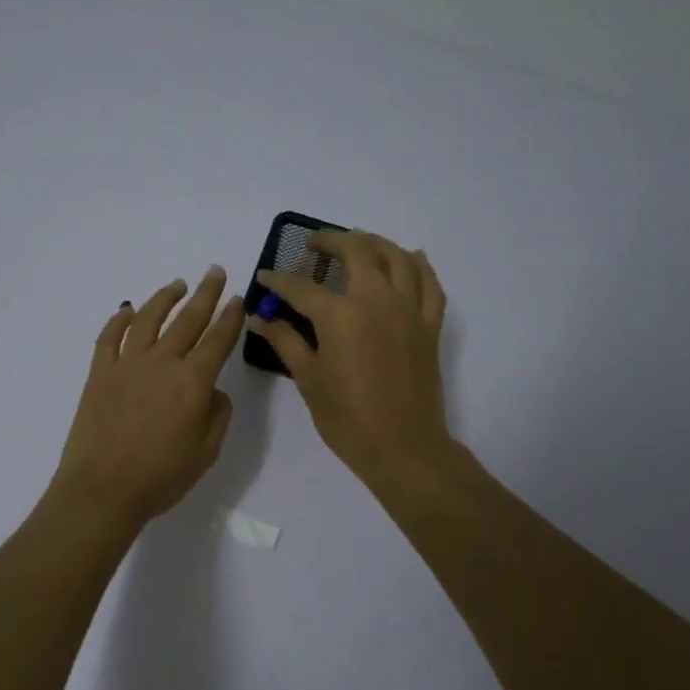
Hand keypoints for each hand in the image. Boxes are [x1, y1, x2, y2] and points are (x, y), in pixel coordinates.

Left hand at [52, 268, 247, 525]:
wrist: (102, 489)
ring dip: (165, 298)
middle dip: (205, 294)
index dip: (231, 317)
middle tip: (215, 272)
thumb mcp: (206, 452)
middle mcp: (162, 362)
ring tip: (177, 284)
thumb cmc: (161, 477)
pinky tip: (127, 310)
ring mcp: (127, 364)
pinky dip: (119, 320)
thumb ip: (216, 414)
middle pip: (188, 319)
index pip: (218, 339)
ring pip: (148, 319)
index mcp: (193, 382)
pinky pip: (109, 337)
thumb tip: (211, 389)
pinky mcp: (100, 373)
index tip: (239, 298)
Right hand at [248, 231, 452, 479]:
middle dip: (331, 242)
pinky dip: (419, 265)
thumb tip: (259, 319)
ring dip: (374, 243)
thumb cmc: (347, 418)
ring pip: (396, 257)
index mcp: (341, 315)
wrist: (403, 448)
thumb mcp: (309, 379)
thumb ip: (286, 341)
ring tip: (357, 243)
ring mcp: (409, 310)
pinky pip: (429, 284)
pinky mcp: (430, 325)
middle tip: (313, 245)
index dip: (279, 281)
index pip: (302, 287)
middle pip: (357, 252)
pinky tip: (410, 257)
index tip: (265, 277)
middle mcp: (377, 300)